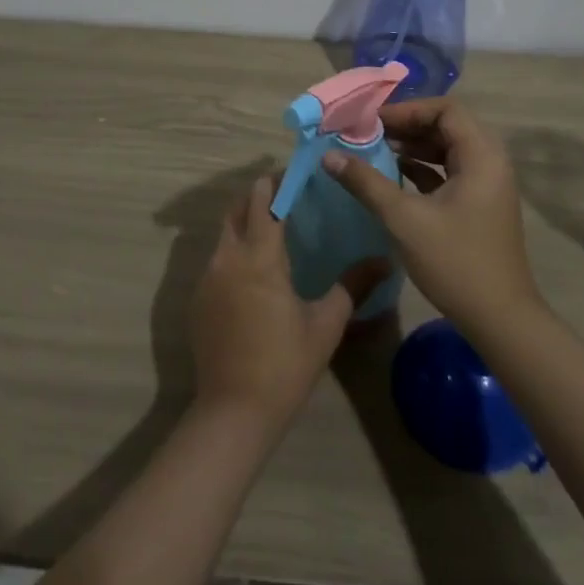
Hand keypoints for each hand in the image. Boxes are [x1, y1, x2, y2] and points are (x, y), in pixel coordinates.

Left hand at [189, 178, 386, 431]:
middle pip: (238, 209)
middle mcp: (228, 257)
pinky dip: (233, 251)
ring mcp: (207, 277)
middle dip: (258, 196)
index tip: (295, 172)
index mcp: (259, 256)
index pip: (264, 200)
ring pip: (224, 234)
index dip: (276, 182)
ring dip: (244, 222)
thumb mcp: (326, 324)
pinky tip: (253, 272)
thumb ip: (353, 286)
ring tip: (272, 229)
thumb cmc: (285, 364)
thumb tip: (385, 260)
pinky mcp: (198, 299)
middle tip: (285, 195)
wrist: (234, 411)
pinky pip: (216, 260)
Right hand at [324, 99, 540, 335]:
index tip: (373, 121)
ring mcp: (487, 185)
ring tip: (376, 150)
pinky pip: (450, 171)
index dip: (408, 110)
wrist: (501, 321)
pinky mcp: (480, 205)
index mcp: (482, 156)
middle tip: (369, 133)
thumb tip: (329, 155)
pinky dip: (423, 168)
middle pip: (447, 126)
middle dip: (407, 126)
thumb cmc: (455, 262)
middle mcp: (490, 162)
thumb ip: (366, 183)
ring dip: (413, 146)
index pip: (446, 109)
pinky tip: (394, 175)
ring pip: (447, 149)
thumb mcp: (404, 220)